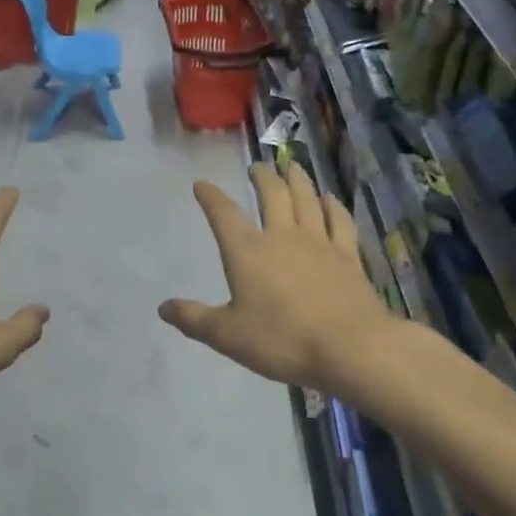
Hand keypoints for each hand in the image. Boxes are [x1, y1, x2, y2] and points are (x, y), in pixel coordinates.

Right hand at [160, 163, 397, 392]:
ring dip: (297, 179)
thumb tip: (163, 307)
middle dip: (262, 178)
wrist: (351, 347)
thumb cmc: (282, 340)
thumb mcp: (227, 335)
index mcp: (247, 252)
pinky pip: (339, 220)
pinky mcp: (348, 256)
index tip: (202, 184)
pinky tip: (330, 199)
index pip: (224, 214)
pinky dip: (332, 205)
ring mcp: (319, 243)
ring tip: (292, 167)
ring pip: (307, 199)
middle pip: (272, 195)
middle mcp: (282, 236)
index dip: (211, 197)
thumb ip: (194, 319)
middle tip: (257, 167)